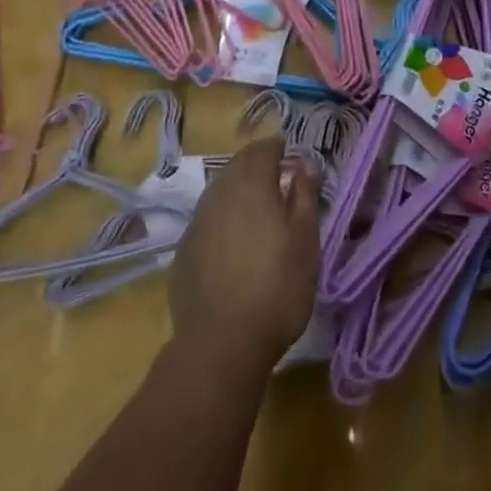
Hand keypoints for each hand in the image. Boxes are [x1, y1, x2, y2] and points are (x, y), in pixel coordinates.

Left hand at [169, 137, 320, 375]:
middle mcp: (220, 193)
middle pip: (238, 164)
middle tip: (275, 175)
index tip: (289, 154)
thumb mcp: (306, 240)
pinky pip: (207, 218)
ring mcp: (198, 221)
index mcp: (252, 184)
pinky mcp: (184, 249)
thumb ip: (305, 195)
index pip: (263, 149)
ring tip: (255, 205)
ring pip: (219, 189)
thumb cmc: (277, 287)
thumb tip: (304, 163)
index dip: (277, 147)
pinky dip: (222, 215)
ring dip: (237, 187)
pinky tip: (232, 238)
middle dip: (256, 163)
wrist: (222, 343)